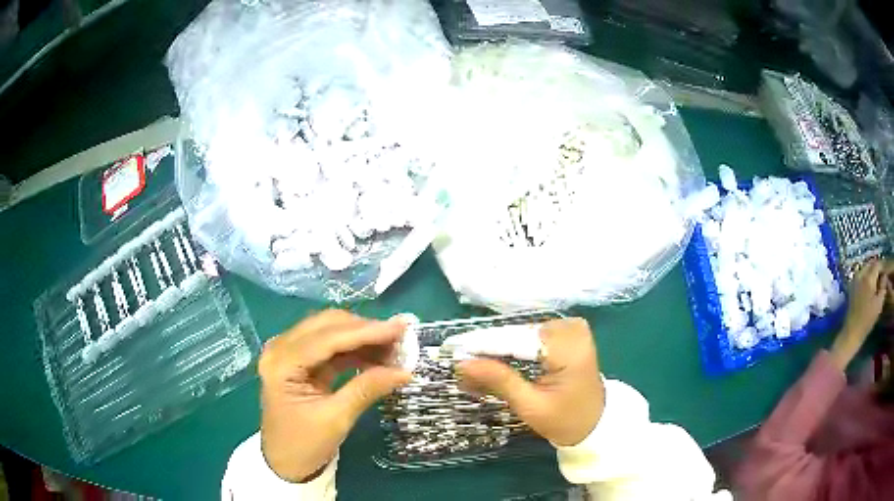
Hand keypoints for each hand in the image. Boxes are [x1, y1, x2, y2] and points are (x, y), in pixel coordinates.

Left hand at [259, 310, 410, 481]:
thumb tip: (404, 371)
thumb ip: (367, 389)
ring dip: (361, 337)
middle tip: (400, 337)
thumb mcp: (337, 419)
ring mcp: (288, 353)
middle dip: (365, 329)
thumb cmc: (304, 444)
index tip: (400, 328)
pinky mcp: (299, 361)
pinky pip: (329, 346)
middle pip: (327, 325)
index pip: (327, 338)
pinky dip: (354, 349)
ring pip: (329, 331)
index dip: (366, 331)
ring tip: (393, 347)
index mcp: (281, 363)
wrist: (286, 462)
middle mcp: (280, 348)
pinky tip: (376, 355)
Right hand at [457, 318, 604, 446]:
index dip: (483, 346)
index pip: (518, 341)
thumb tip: (463, 363)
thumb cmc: (566, 420)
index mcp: (569, 349)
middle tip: (460, 366)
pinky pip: (530, 337)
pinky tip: (493, 363)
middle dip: (488, 351)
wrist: (595, 422)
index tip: (453, 351)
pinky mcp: (567, 333)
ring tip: (472, 369)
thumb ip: (500, 381)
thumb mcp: (530, 406)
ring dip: (497, 352)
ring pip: (521, 335)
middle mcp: (571, 330)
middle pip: (517, 335)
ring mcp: (571, 329)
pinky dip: (512, 351)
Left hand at [832, 260, 890, 368]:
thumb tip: (884, 275)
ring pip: (866, 268)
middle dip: (878, 267)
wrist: (851, 333)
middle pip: (872, 263)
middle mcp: (861, 274)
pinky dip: (868, 276)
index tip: (888, 271)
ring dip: (873, 271)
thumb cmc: (867, 320)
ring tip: (879, 280)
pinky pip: (862, 274)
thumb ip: (883, 286)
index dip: (884, 266)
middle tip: (884, 275)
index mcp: (868, 277)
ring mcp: (855, 279)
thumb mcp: (879, 303)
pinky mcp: (852, 286)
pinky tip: (872, 285)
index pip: (878, 264)